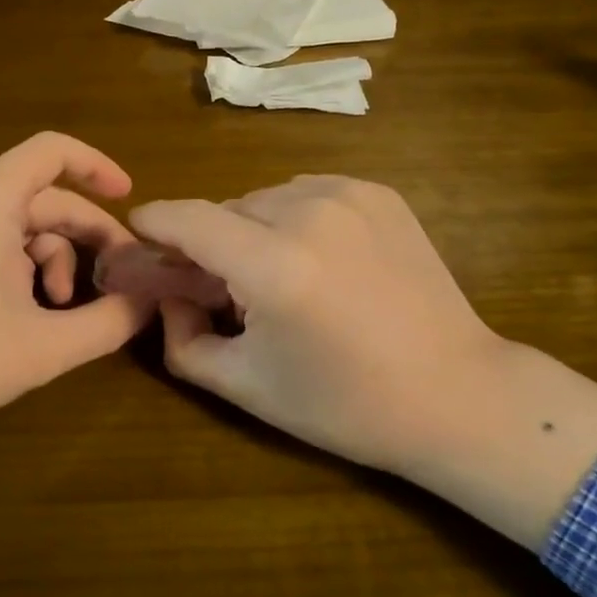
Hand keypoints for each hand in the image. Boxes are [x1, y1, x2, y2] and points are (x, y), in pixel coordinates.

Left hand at [0, 133, 154, 510]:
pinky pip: (1, 252)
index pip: (55, 151)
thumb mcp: (42, 346)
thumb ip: (107, 323)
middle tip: (124, 280)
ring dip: (59, 266)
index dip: (98, 167)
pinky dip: (28, 278)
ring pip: (27, 232)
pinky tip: (32, 323)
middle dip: (91, 237)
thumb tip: (151, 303)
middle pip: (49, 200)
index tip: (132, 200)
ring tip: (64, 315)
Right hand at [127, 177, 596, 549]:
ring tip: (276, 277)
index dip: (152, 224)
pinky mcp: (378, 193)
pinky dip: (293, 219)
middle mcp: (309, 212)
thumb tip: (167, 297)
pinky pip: (306, 194)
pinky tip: (317, 260)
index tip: (138, 237)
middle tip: (218, 286)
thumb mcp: (246, 385)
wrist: (458, 394)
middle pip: (224, 211)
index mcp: (274, 265)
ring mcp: (349, 195)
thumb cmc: (346, 404)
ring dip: (252, 231)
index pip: (186, 218)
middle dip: (207, 243)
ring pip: (264, 200)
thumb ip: (182, 339)